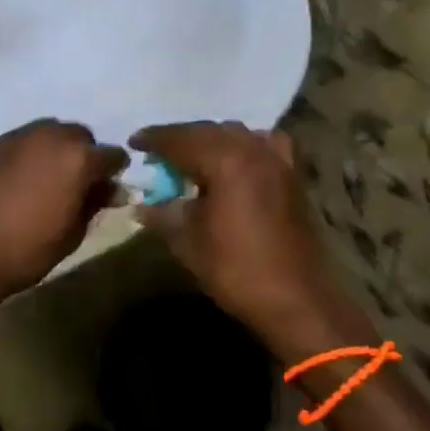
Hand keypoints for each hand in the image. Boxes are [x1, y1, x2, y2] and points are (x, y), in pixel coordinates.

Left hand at [0, 120, 127, 303]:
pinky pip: (20, 144)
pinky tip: (17, 183)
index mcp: (77, 157)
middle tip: (76, 185)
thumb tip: (110, 190)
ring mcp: (15, 138)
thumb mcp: (72, 233)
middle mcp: (49, 136)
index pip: (112, 155)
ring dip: (53, 151)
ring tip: (46, 181)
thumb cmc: (26, 250)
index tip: (109, 190)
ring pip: (46, 134)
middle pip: (78, 136)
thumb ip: (94, 203)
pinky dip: (26, 157)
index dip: (113, 173)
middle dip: (83, 155)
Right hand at [131, 121, 344, 341]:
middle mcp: (253, 151)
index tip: (134, 142)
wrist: (295, 300)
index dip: (154, 139)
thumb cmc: (236, 270)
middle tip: (157, 150)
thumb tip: (142, 205)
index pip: (180, 139)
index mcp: (225, 161)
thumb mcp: (188, 243)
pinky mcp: (292, 177)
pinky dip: (244, 146)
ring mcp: (277, 162)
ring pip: (237, 134)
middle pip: (209, 131)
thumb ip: (163, 215)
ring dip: (211, 139)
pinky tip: (235, 162)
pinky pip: (263, 145)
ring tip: (192, 155)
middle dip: (180, 137)